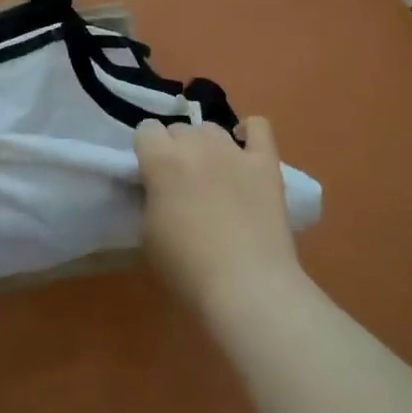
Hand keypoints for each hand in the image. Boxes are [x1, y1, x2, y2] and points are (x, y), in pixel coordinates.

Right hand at [134, 116, 301, 317]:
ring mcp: (234, 151)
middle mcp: (196, 145)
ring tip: (209, 172)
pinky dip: (249, 132)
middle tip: (178, 181)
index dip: (145, 150)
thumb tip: (158, 190)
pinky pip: (258, 127)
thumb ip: (150, 200)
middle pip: (179, 129)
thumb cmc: (187, 268)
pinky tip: (244, 148)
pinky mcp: (266, 163)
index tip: (148, 174)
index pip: (146, 130)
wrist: (246, 285)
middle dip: (174, 149)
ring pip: (212, 128)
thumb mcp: (148, 234)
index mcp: (161, 161)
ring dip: (205, 145)